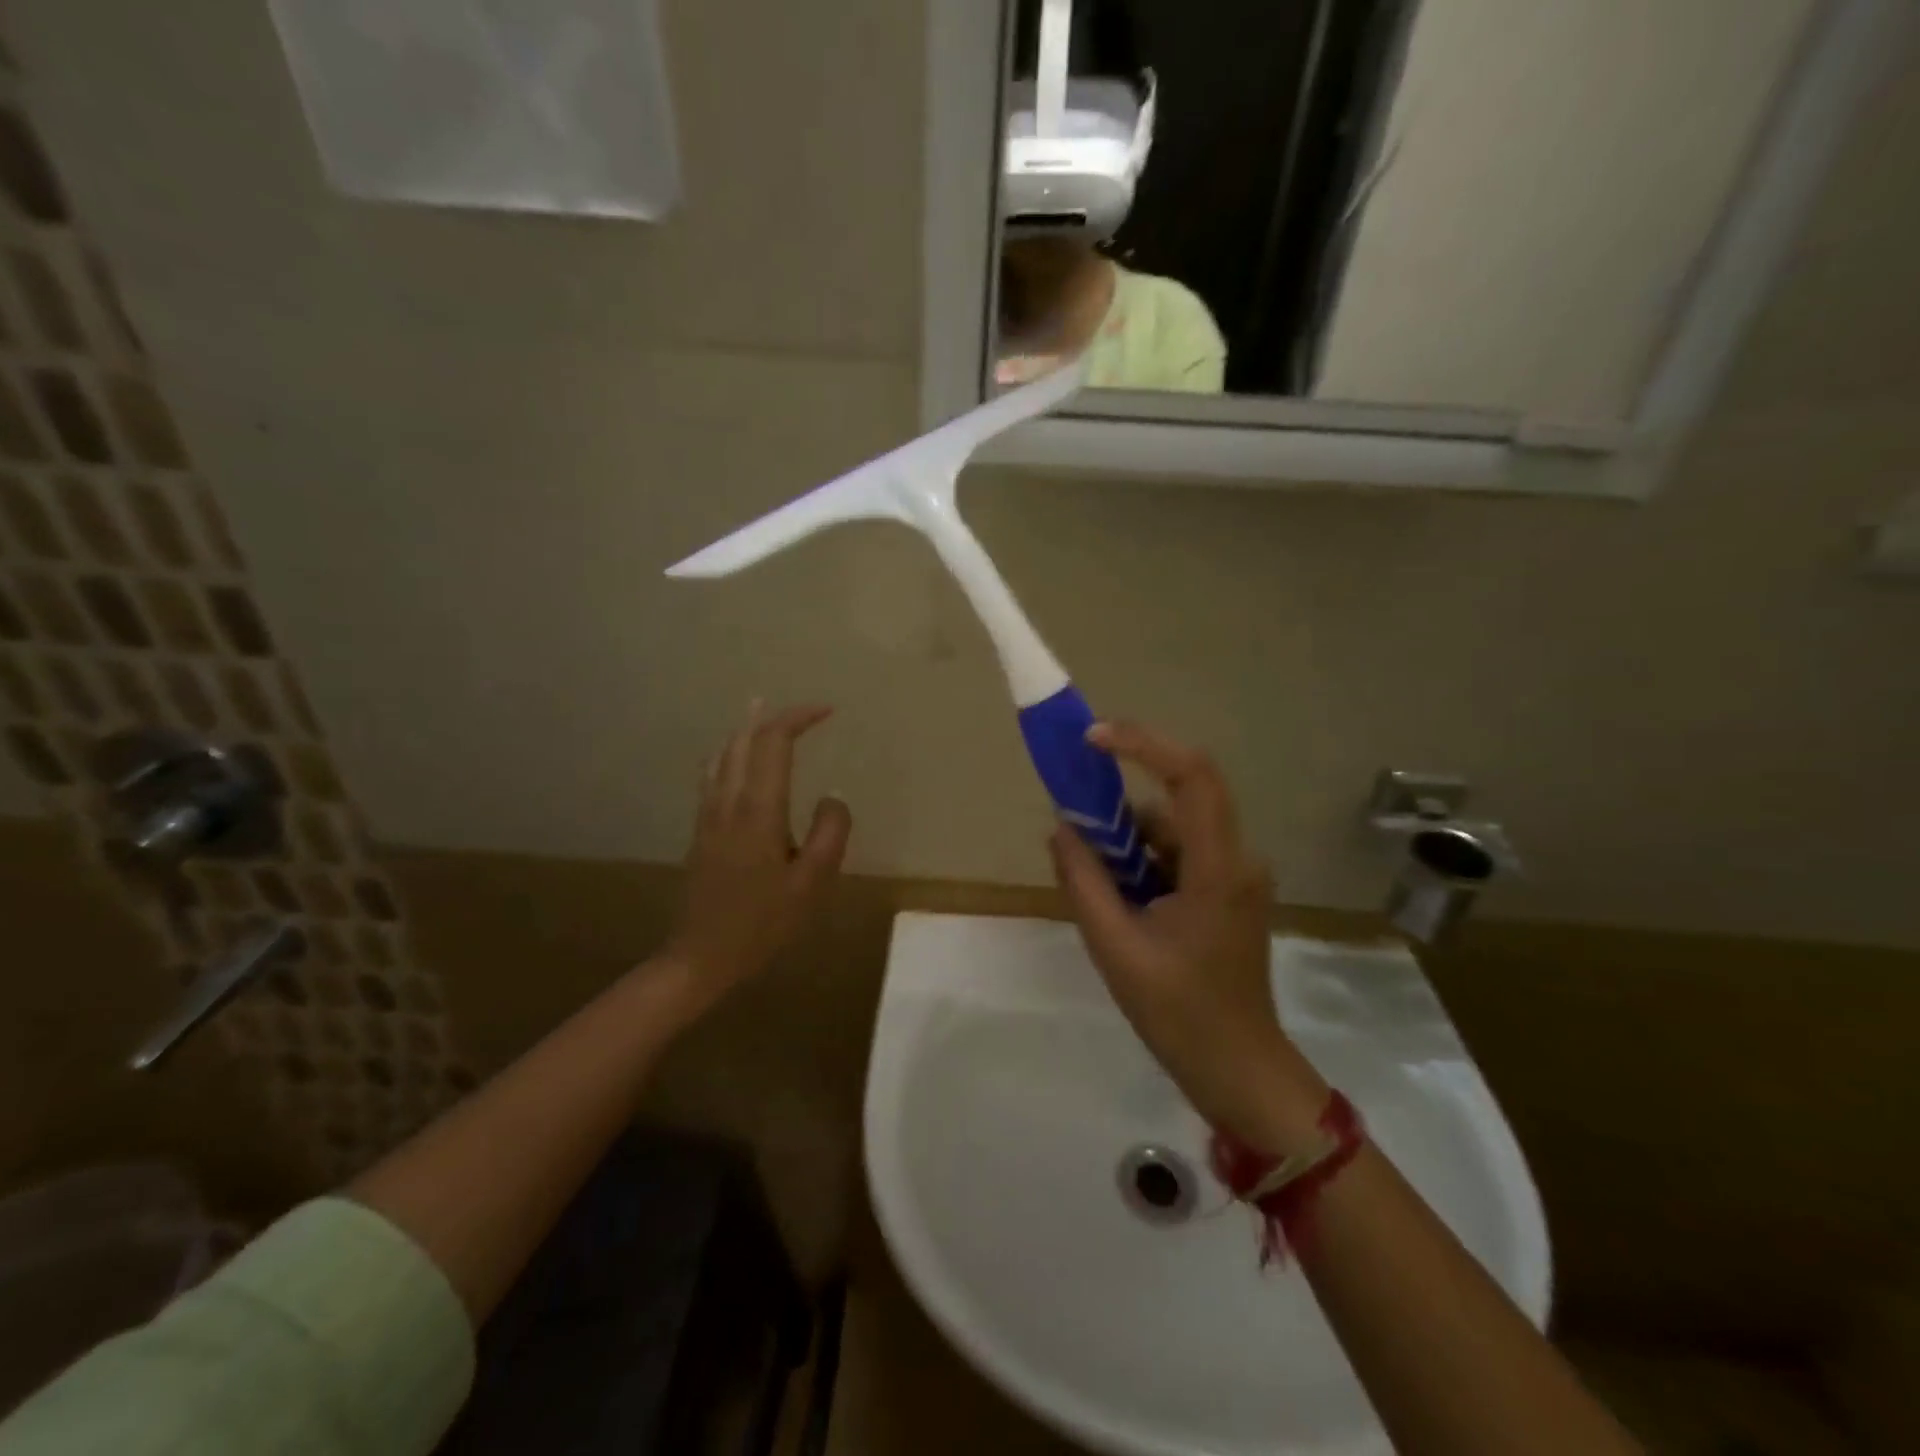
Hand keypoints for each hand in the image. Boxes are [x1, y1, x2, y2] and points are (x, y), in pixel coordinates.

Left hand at [666, 702, 851, 1006]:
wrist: (701, 955)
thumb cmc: (762, 923)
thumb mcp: (812, 883)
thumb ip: (830, 833)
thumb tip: (833, 798)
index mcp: (759, 809)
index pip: (774, 742)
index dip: (798, 718)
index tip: (827, 712)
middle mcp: (729, 800)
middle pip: (744, 739)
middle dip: (772, 716)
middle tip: (801, 710)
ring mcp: (709, 814)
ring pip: (723, 753)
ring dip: (747, 730)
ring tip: (762, 715)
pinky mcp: (701, 829)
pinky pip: (713, 774)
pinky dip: (730, 753)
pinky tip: (734, 761)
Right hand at [1048, 720, 1328, 1153]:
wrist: (1238, 1069)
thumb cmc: (1178, 1013)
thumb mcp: (1114, 947)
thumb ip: (1083, 881)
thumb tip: (1060, 829)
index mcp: (1218, 867)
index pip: (1192, 775)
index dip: (1143, 744)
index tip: (1092, 739)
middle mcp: (1236, 859)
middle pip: (1181, 797)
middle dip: (1123, 797)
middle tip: (1074, 810)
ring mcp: (1236, 876)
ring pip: (1175, 829)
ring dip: (1129, 839)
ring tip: (1088, 874)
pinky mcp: (1227, 893)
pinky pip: (1179, 856)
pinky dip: (1143, 862)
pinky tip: (1115, 897)